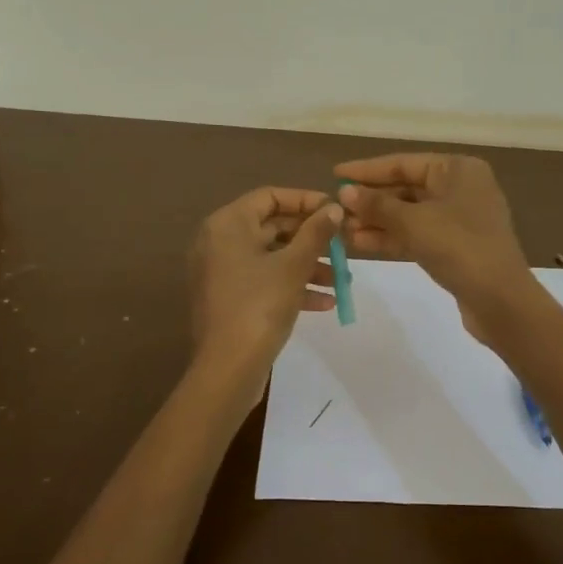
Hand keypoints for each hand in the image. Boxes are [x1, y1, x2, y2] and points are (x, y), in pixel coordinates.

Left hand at [189, 187, 343, 371]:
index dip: (306, 200)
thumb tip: (334, 207)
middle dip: (312, 239)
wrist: (228, 367)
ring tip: (341, 280)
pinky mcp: (229, 298)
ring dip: (307, 266)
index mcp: (228, 224)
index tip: (336, 211)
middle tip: (343, 247)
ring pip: (272, 257)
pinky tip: (324, 303)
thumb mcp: (294, 265)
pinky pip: (264, 280)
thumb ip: (316, 232)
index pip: (271, 196)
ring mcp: (222, 271)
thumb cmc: (261, 305)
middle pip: (273, 227)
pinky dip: (291, 286)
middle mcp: (219, 241)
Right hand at [334, 153, 535, 336]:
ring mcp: (459, 219)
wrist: (500, 300)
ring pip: (410, 214)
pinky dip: (392, 238)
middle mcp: (461, 188)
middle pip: (406, 188)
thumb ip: (377, 205)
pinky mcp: (455, 246)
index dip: (367, 170)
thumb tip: (344, 191)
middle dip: (371, 201)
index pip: (404, 163)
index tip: (335, 174)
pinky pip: (417, 234)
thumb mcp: (414, 222)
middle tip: (334, 209)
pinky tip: (360, 243)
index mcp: (458, 169)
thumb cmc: (459, 247)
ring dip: (377, 222)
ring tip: (341, 230)